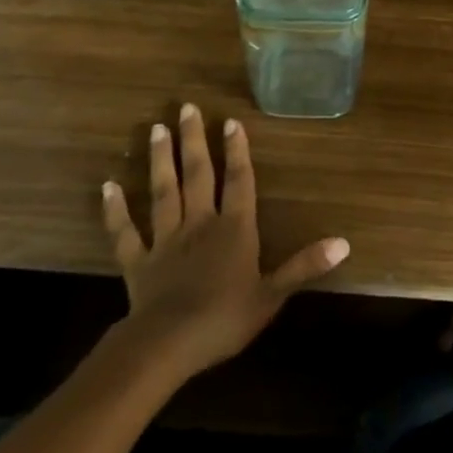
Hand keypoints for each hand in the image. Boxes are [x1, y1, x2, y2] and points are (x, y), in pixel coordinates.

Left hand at [100, 104, 348, 380]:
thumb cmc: (225, 319)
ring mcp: (166, 239)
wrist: (168, 345)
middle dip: (193, 140)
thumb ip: (305, 265)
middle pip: (197, 174)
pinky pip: (125, 231)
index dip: (237, 151)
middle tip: (186, 107)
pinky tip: (108, 186)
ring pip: (163, 191)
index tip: (230, 121)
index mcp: (234, 229)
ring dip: (159, 160)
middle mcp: (200, 223)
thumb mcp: (272, 295)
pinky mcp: (138, 261)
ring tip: (155, 129)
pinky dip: (115, 210)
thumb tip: (344, 242)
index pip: (239, 181)